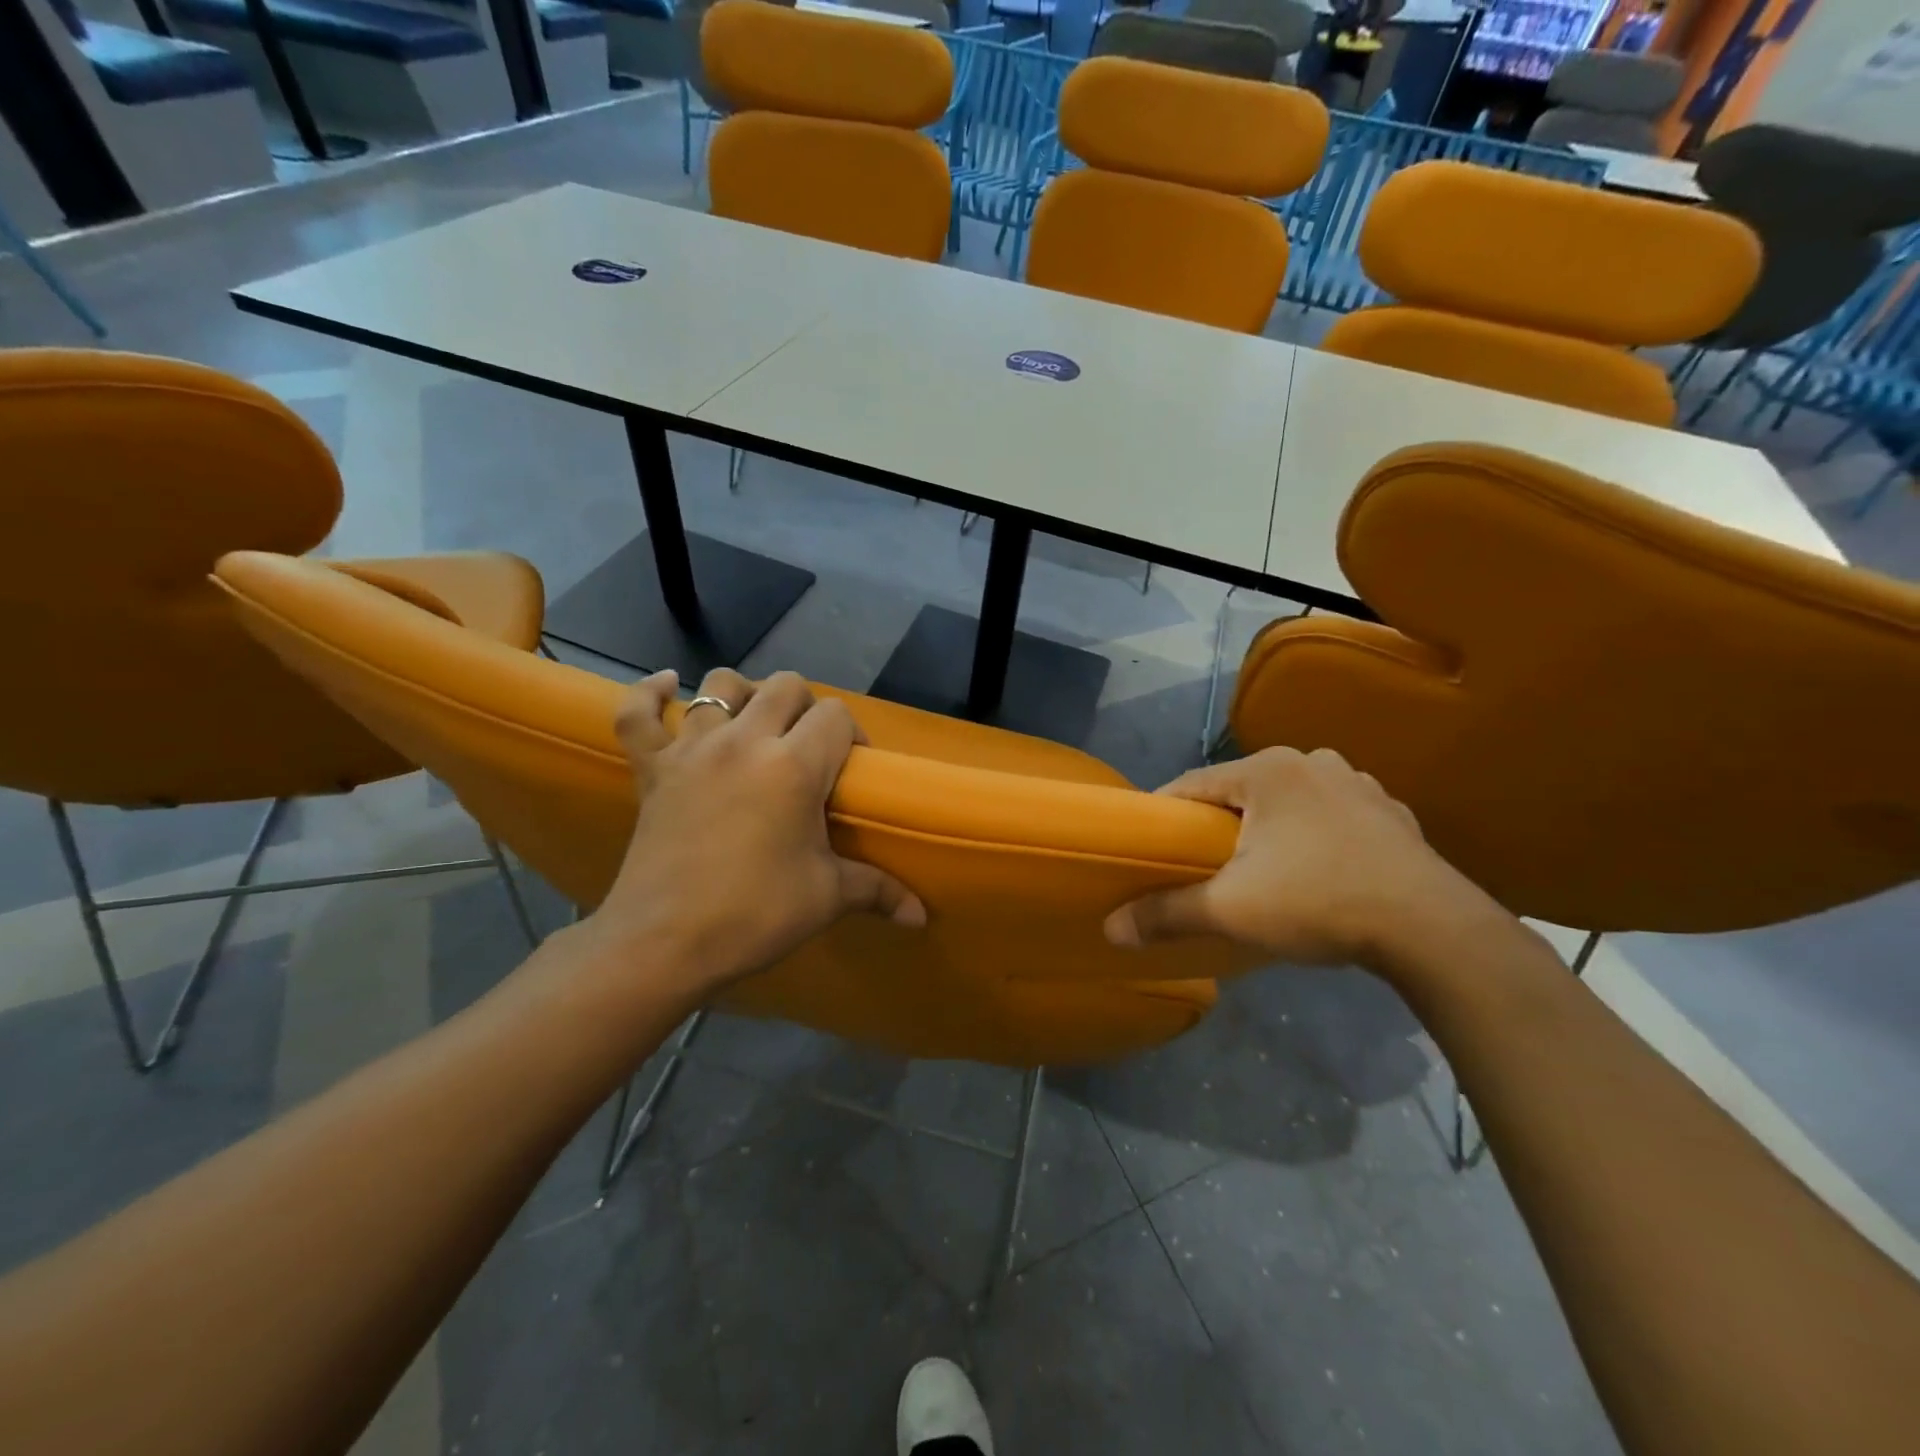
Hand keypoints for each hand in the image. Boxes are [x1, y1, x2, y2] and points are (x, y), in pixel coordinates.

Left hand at [581, 668, 924, 998]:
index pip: (835, 716)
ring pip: (719, 686)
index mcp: (793, 765)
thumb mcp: (826, 898)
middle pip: (785, 686)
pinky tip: (667, 686)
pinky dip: (650, 694)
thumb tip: (920, 916)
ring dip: (743, 695)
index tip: (850, 770)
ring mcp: (691, 750)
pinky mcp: (651, 768)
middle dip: (806, 707)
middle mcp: (744, 741)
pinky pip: (637, 713)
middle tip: (808, 749)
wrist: (662, 944)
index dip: (851, 735)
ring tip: (753, 724)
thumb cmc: (753, 915)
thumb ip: (878, 891)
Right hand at [1103, 747, 1491, 972]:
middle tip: (1201, 865)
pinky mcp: (1391, 813)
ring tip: (1259, 870)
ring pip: (1287, 802)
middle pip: (1241, 792)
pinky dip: (1313, 836)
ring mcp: (1358, 784)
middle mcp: (1312, 762)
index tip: (1150, 846)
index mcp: (1267, 770)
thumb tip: (1110, 929)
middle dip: (1218, 825)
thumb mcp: (1230, 911)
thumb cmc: (1317, 902)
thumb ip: (1166, 913)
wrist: (1432, 930)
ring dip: (1267, 829)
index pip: (1192, 784)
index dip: (1164, 815)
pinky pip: (1331, 817)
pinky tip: (1316, 871)